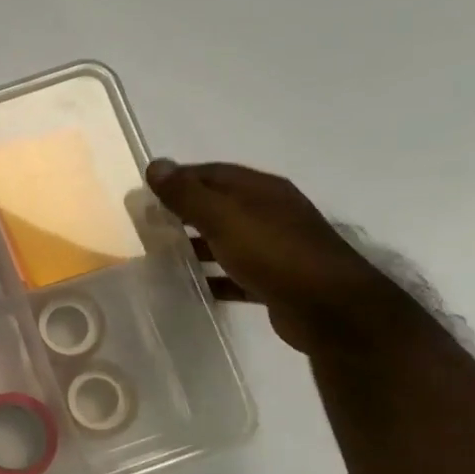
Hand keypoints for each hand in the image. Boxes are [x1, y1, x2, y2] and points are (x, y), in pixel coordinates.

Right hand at [145, 160, 411, 355]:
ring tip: (161, 256)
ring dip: (196, 246)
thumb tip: (155, 165)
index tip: (145, 193)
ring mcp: (275, 247)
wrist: (329, 308)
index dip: (179, 178)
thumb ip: (188, 194)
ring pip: (226, 240)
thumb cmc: (274, 254)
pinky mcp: (275, 280)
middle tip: (148, 225)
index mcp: (261, 190)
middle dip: (184, 212)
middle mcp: (270, 213)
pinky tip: (192, 287)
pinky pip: (235, 273)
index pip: (212, 173)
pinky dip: (213, 276)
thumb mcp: (225, 219)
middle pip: (219, 205)